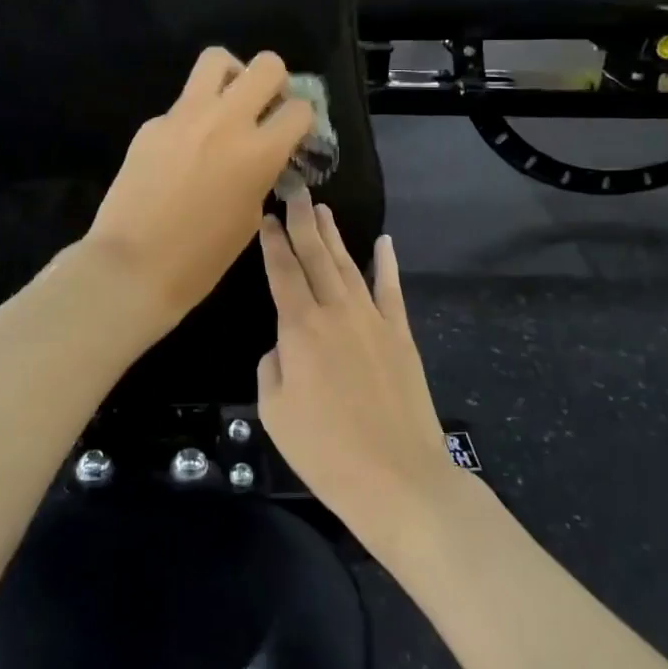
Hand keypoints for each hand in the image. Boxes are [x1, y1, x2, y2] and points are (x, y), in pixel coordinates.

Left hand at [86, 47, 313, 328]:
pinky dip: (193, 116)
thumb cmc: (201, 258)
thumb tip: (262, 155)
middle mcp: (226, 121)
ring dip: (232, 76)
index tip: (294, 133)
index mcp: (259, 152)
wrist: (133, 266)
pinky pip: (182, 104)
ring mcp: (184, 116)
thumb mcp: (249, 216)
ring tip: (227, 105)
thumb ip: (261, 174)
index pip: (300, 109)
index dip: (302, 120)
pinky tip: (184, 151)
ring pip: (217, 60)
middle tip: (265, 107)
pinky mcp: (152, 124)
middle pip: (267, 65)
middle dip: (275, 82)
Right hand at [257, 193, 462, 549]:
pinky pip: (392, 290)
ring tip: (323, 210)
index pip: (282, 272)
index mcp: (300, 328)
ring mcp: (373, 319)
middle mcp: (336, 312)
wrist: (398, 478)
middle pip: (316, 256)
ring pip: (349, 265)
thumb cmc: (326, 451)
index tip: (266, 215)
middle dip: (302, 222)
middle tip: (295, 190)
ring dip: (335, 236)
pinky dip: (387, 264)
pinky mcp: (401, 334)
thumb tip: (285, 345)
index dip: (273, 241)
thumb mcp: (275, 412)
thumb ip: (273, 366)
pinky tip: (384, 242)